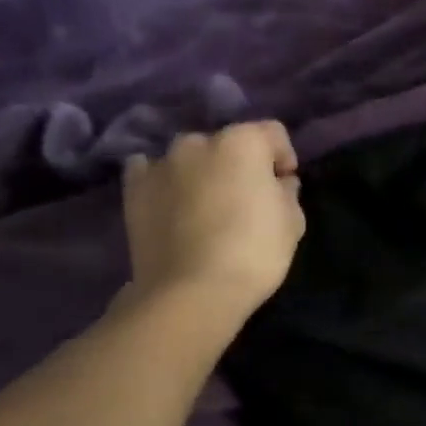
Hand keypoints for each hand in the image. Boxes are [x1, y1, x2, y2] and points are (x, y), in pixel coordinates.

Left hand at [122, 121, 305, 315]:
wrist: (191, 291)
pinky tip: (171, 202)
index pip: (273, 133)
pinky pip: (150, 171)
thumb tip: (278, 184)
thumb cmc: (254, 252)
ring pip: (189, 157)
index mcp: (244, 142)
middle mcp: (199, 142)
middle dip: (239, 164)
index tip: (285, 185)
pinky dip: (163, 181)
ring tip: (206, 205)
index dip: (283, 158)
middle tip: (245, 198)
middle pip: (228, 144)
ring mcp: (161, 163)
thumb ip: (287, 193)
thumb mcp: (293, 222)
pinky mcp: (133, 188)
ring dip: (202, 171)